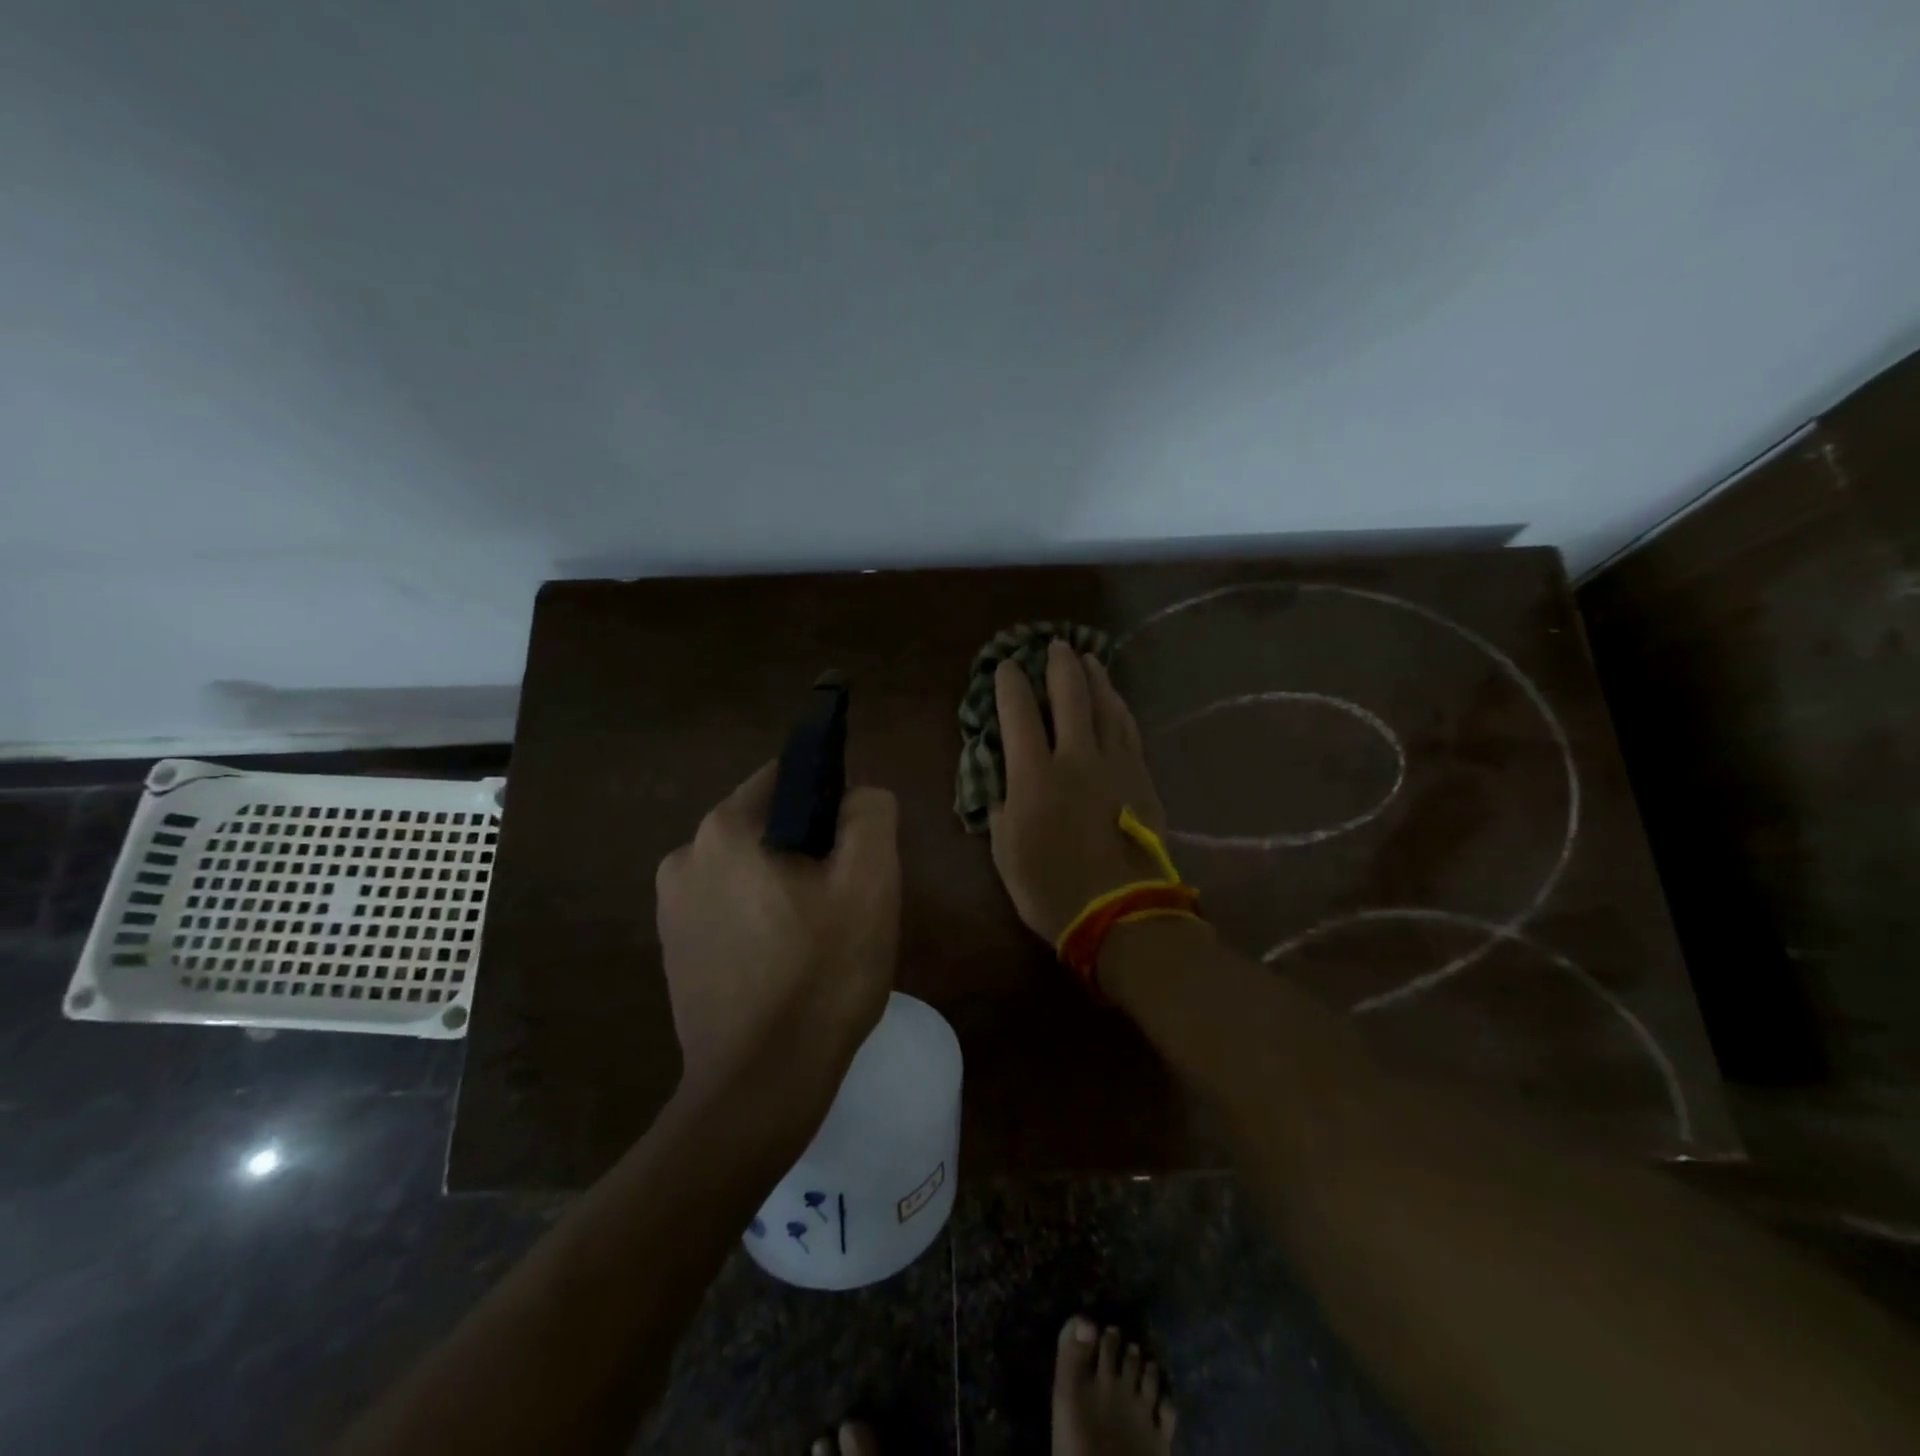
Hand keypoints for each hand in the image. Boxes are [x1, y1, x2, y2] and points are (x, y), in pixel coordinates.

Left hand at [655, 763, 900, 1106]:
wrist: (760, 1088)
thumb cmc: (820, 975)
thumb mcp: (870, 882)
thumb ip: (871, 814)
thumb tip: (858, 796)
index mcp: (723, 830)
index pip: (786, 778)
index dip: (832, 801)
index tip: (857, 847)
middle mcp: (683, 858)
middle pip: (768, 826)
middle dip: (811, 849)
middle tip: (847, 899)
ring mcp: (671, 909)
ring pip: (751, 870)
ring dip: (788, 886)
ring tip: (822, 936)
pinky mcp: (675, 951)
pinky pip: (731, 909)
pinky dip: (763, 919)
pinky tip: (789, 963)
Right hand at [989, 639, 1168, 942]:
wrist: (1121, 913)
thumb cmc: (1050, 888)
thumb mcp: (1005, 851)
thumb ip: (1002, 804)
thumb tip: (1004, 775)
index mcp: (1034, 776)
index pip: (1019, 714)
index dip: (1010, 684)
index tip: (1006, 666)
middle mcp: (1076, 758)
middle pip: (1069, 696)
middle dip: (1058, 665)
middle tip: (1053, 645)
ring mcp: (1114, 765)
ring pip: (1105, 706)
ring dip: (1094, 678)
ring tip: (1087, 659)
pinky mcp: (1141, 777)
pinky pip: (1129, 729)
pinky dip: (1119, 707)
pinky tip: (1115, 699)